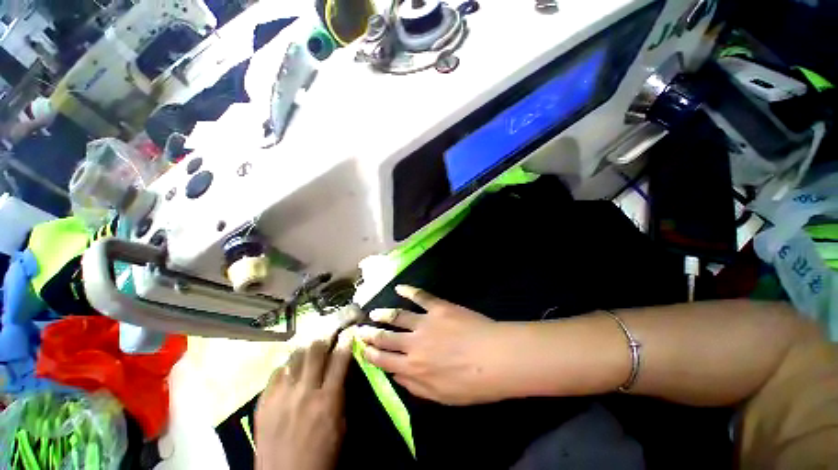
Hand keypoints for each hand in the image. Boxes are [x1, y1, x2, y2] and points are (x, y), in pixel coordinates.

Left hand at [255, 332, 352, 469]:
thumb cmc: (322, 455)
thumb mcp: (341, 425)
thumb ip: (341, 393)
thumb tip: (343, 370)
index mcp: (327, 400)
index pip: (339, 359)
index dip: (346, 341)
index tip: (349, 331)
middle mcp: (304, 392)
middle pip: (314, 351)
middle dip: (325, 336)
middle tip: (330, 331)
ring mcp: (281, 397)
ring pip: (294, 357)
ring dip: (305, 347)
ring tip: (312, 342)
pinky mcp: (264, 403)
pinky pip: (276, 373)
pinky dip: (287, 366)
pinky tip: (291, 366)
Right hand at [357, 285, 511, 404]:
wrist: (495, 358)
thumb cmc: (472, 383)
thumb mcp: (441, 396)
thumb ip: (415, 386)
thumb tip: (395, 376)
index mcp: (413, 367)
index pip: (384, 360)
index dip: (370, 354)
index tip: (361, 349)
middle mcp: (413, 343)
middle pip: (386, 337)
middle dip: (371, 334)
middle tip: (360, 330)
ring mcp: (425, 322)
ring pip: (398, 316)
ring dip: (383, 314)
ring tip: (373, 313)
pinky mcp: (438, 307)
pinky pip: (420, 296)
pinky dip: (408, 290)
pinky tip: (399, 287)